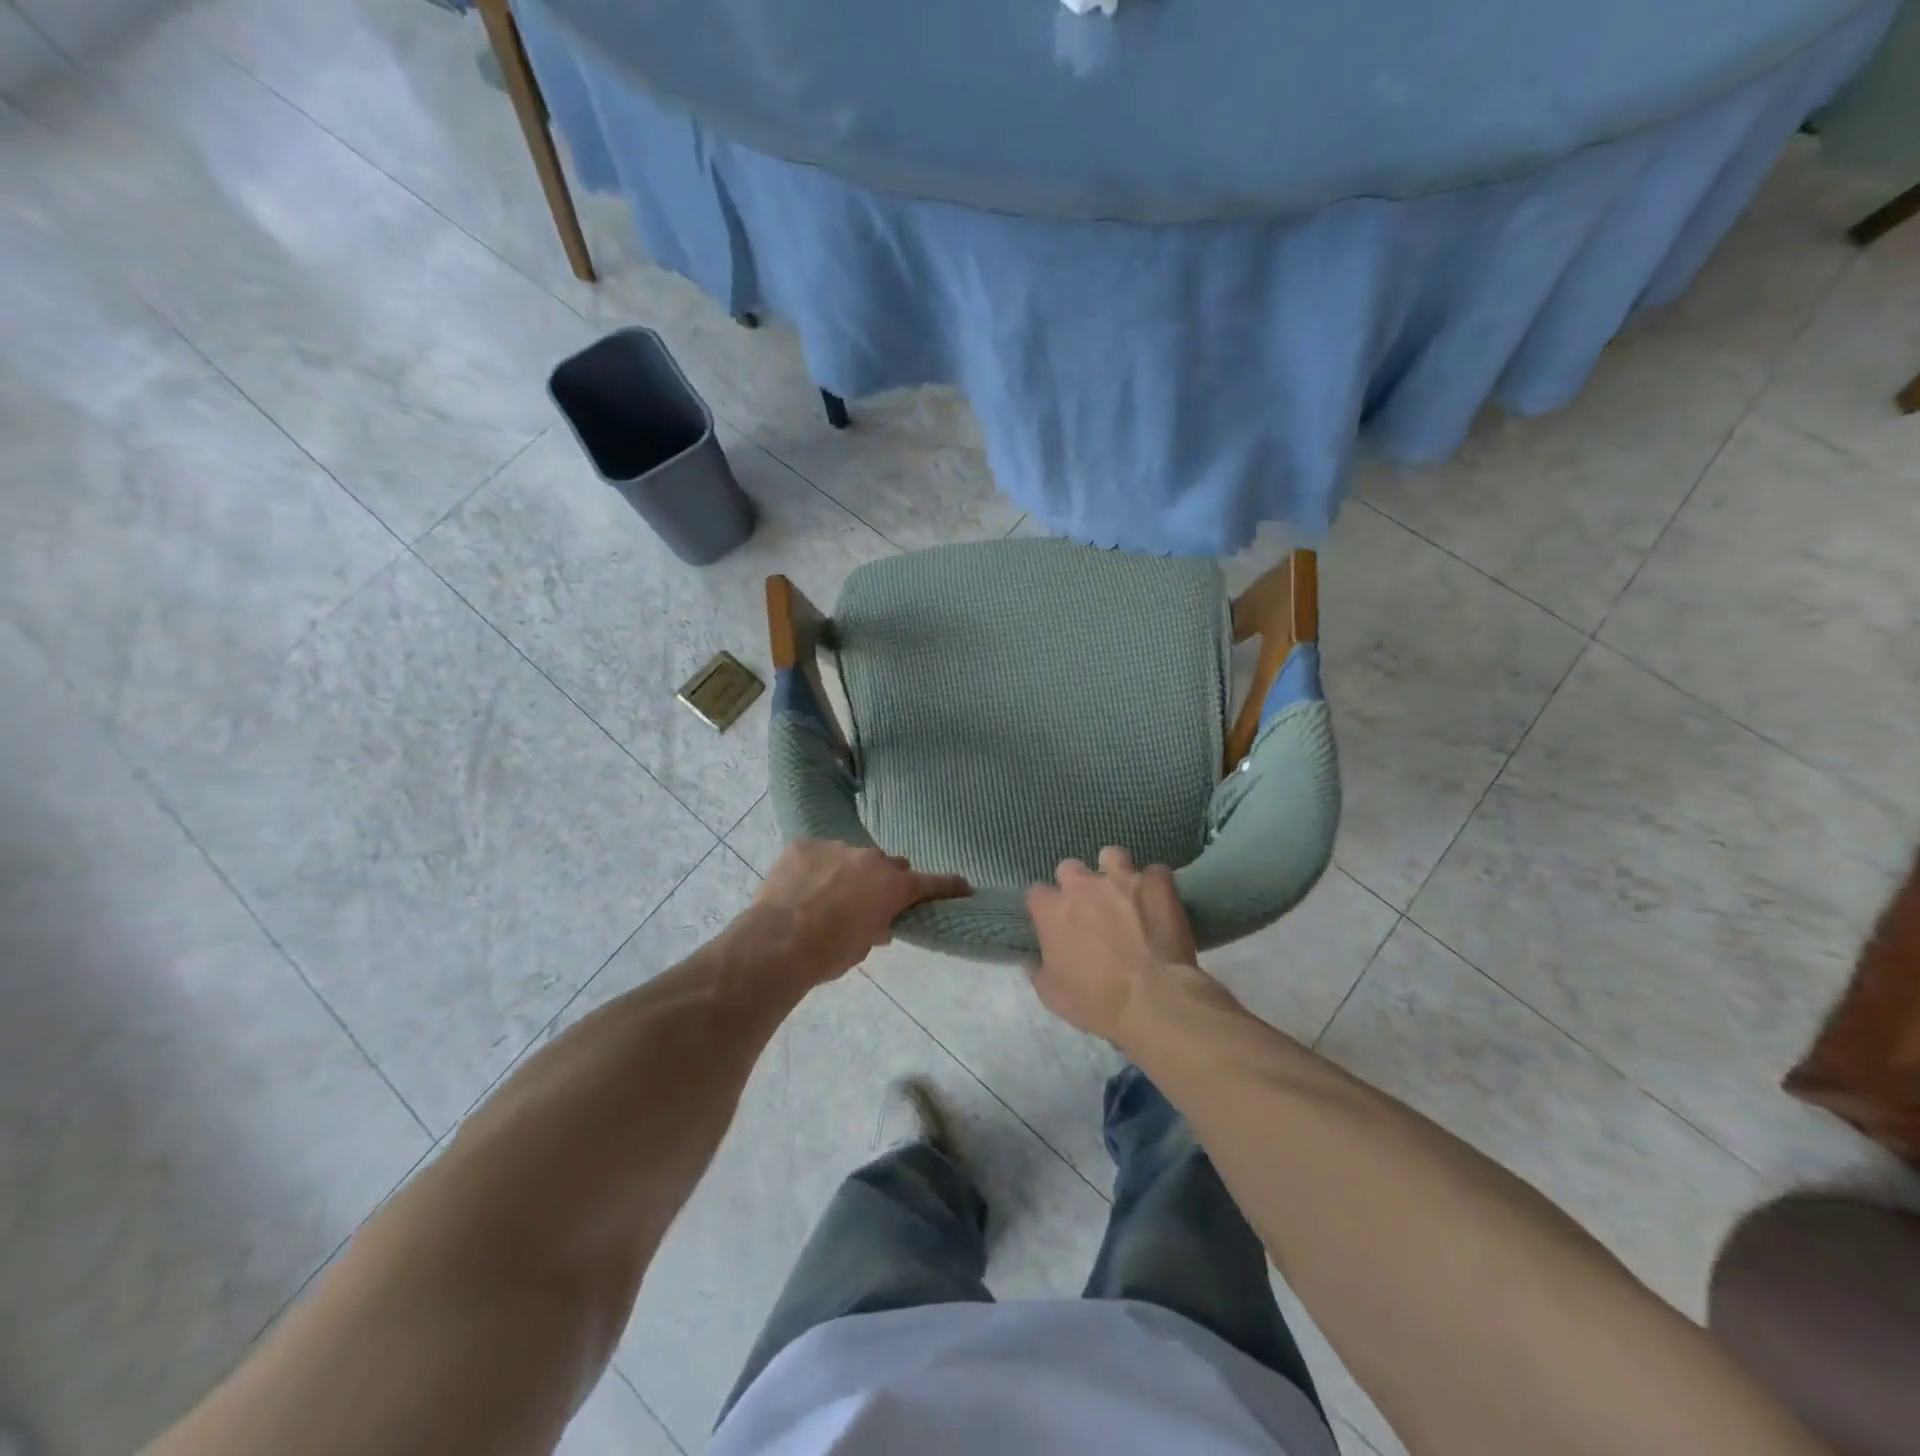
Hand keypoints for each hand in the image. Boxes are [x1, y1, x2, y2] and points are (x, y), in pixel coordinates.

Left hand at [749, 840, 968, 983]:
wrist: (778, 943)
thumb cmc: (829, 953)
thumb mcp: (862, 947)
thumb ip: (876, 927)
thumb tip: (877, 924)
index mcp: (892, 886)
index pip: (930, 883)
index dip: (948, 886)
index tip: (964, 886)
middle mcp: (871, 859)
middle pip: (888, 865)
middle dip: (883, 880)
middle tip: (868, 900)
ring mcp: (836, 847)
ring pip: (849, 857)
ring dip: (845, 873)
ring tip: (824, 896)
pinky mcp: (804, 845)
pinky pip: (817, 854)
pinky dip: (814, 868)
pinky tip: (799, 887)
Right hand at [1025, 847, 1203, 1044]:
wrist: (1154, 999)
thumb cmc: (1095, 1001)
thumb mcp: (1051, 994)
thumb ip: (1038, 968)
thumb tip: (1032, 958)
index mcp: (1052, 910)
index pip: (1036, 893)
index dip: (1045, 908)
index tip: (1054, 923)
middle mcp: (1083, 885)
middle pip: (1070, 868)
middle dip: (1077, 884)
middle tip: (1090, 908)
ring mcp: (1122, 879)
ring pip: (1112, 856)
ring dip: (1114, 871)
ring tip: (1125, 892)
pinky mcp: (1157, 883)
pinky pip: (1155, 872)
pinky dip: (1155, 885)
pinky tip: (1160, 902)